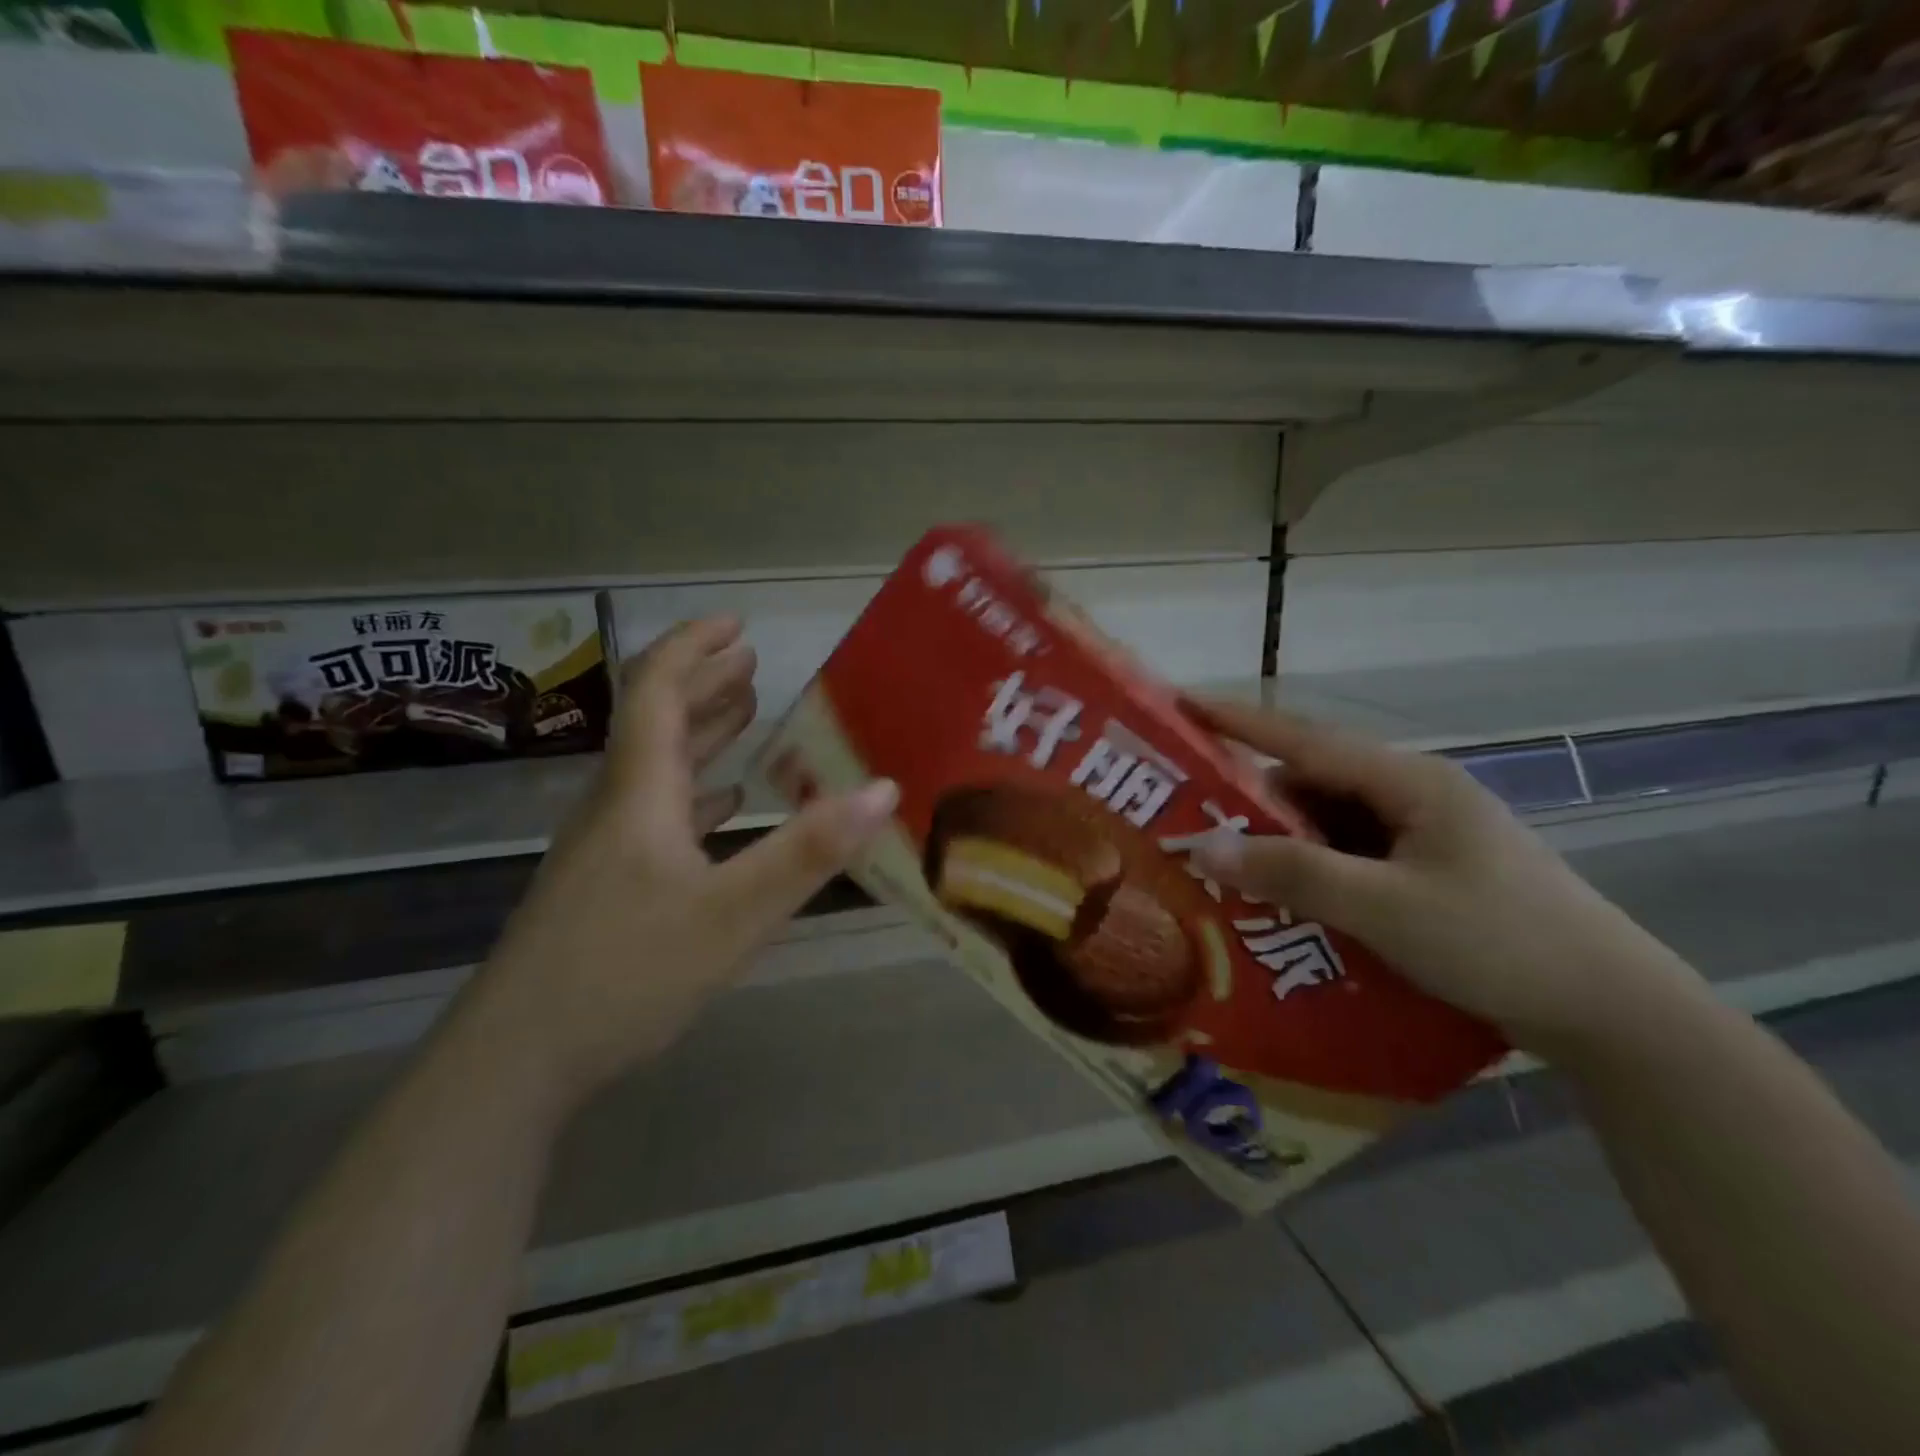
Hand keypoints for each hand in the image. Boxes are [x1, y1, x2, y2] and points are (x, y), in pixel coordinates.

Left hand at [471, 617, 897, 1108]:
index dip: (694, 649)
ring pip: (657, 767)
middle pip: (656, 722)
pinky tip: (721, 804)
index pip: (658, 693)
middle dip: (704, 682)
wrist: (516, 1060)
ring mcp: (606, 848)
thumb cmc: (625, 973)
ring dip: (700, 731)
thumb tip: (884, 789)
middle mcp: (618, 807)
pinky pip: (657, 812)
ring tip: (745, 709)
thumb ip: (809, 851)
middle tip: (750, 658)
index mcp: (641, 793)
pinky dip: (694, 790)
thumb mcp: (733, 914)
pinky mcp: (606, 885)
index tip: (737, 624)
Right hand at [1189, 699, 1708, 1064]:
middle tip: (1189, 817)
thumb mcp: (1385, 908)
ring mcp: (1422, 835)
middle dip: (1251, 800)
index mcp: (1409, 783)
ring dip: (1281, 843)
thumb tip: (1204, 845)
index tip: (1182, 705)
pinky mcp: (1427, 872)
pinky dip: (1312, 871)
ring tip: (1226, 867)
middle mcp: (1413, 797)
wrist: (1612, 1014)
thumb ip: (1294, 872)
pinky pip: (1350, 857)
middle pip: (1313, 783)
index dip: (1240, 721)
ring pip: (1330, 824)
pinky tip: (1285, 899)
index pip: (1306, 739)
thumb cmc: (1499, 943)